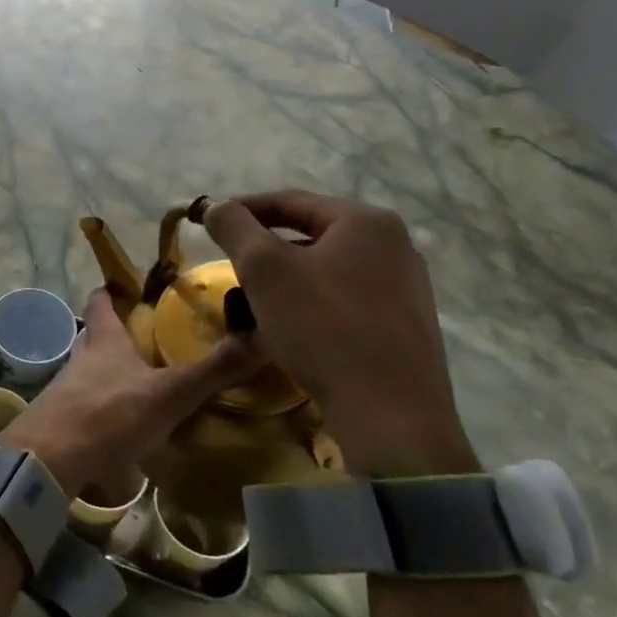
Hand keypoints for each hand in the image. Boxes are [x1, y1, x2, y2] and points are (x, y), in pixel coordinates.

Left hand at [0, 289, 262, 501]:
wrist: (50, 459)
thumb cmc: (109, 414)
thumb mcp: (169, 393)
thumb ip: (212, 370)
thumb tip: (261, 337)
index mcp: (104, 340)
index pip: (101, 301)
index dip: (112, 290)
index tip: (130, 287)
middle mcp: (81, 358)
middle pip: (95, 336)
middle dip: (116, 334)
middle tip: (147, 340)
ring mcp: (66, 390)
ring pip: (89, 371)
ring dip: (110, 373)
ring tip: (141, 383)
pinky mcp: (61, 422)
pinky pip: (85, 407)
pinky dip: (104, 409)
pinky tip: (123, 426)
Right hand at [203, 191, 479, 477]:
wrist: (391, 415)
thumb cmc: (323, 327)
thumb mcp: (264, 268)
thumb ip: (234, 227)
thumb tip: (216, 205)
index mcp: (366, 221)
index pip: (290, 201)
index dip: (244, 209)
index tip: (210, 223)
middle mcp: (395, 245)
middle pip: (310, 235)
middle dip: (265, 251)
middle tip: (231, 268)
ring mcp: (406, 287)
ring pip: (326, 270)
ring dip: (286, 281)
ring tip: (254, 304)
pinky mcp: (406, 326)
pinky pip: (345, 300)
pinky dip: (311, 305)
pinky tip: (291, 331)